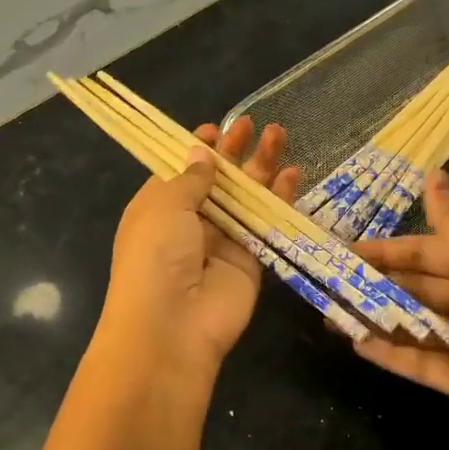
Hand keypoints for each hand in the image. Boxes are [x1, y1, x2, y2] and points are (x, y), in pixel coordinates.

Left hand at [99, 117, 302, 373]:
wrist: (172, 325)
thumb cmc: (155, 255)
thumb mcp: (164, 205)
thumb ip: (191, 179)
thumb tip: (201, 154)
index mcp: (158, 208)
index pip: (181, 173)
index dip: (198, 151)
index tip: (215, 129)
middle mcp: (190, 224)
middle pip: (218, 182)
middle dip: (234, 152)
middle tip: (253, 124)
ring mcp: (222, 242)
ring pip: (246, 198)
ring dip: (261, 167)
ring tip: (278, 133)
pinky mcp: (252, 261)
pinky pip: (267, 224)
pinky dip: (280, 199)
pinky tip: (293, 173)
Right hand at [349, 171, 448, 449]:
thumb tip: (433, 172)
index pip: (427, 251)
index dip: (388, 249)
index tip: (345, 250)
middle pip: (417, 287)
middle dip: (376, 284)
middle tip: (328, 283)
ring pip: (414, 324)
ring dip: (377, 318)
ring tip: (332, 315)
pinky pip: (420, 363)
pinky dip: (392, 354)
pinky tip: (358, 345)